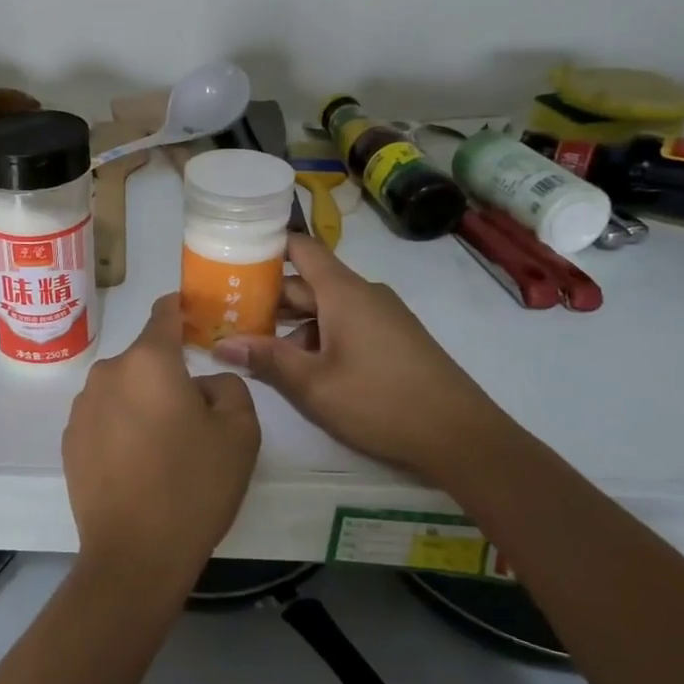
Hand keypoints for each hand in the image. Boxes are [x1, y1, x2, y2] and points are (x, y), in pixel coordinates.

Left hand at [62, 295, 261, 599]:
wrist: (134, 556)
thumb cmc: (193, 486)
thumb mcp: (240, 432)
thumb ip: (229, 386)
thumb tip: (203, 383)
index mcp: (149, 360)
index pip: (165, 312)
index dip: (184, 310)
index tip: (200, 320)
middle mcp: (108, 372)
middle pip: (146, 358)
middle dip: (170, 374)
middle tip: (196, 413)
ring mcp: (82, 406)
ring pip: (124, 388)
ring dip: (144, 402)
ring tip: (165, 447)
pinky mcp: (69, 439)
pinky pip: (104, 417)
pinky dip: (122, 427)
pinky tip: (138, 465)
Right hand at [212, 235, 515, 490]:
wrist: (461, 436)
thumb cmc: (380, 401)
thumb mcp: (313, 384)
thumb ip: (267, 359)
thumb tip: (222, 345)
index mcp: (343, 292)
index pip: (301, 248)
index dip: (267, 247)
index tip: (233, 257)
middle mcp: (363, 294)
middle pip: (308, 282)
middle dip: (269, 298)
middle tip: (229, 315)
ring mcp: (382, 316)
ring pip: (326, 308)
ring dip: (292, 324)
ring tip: (256, 348)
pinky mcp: (393, 339)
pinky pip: (346, 324)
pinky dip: (318, 337)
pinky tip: (301, 368)